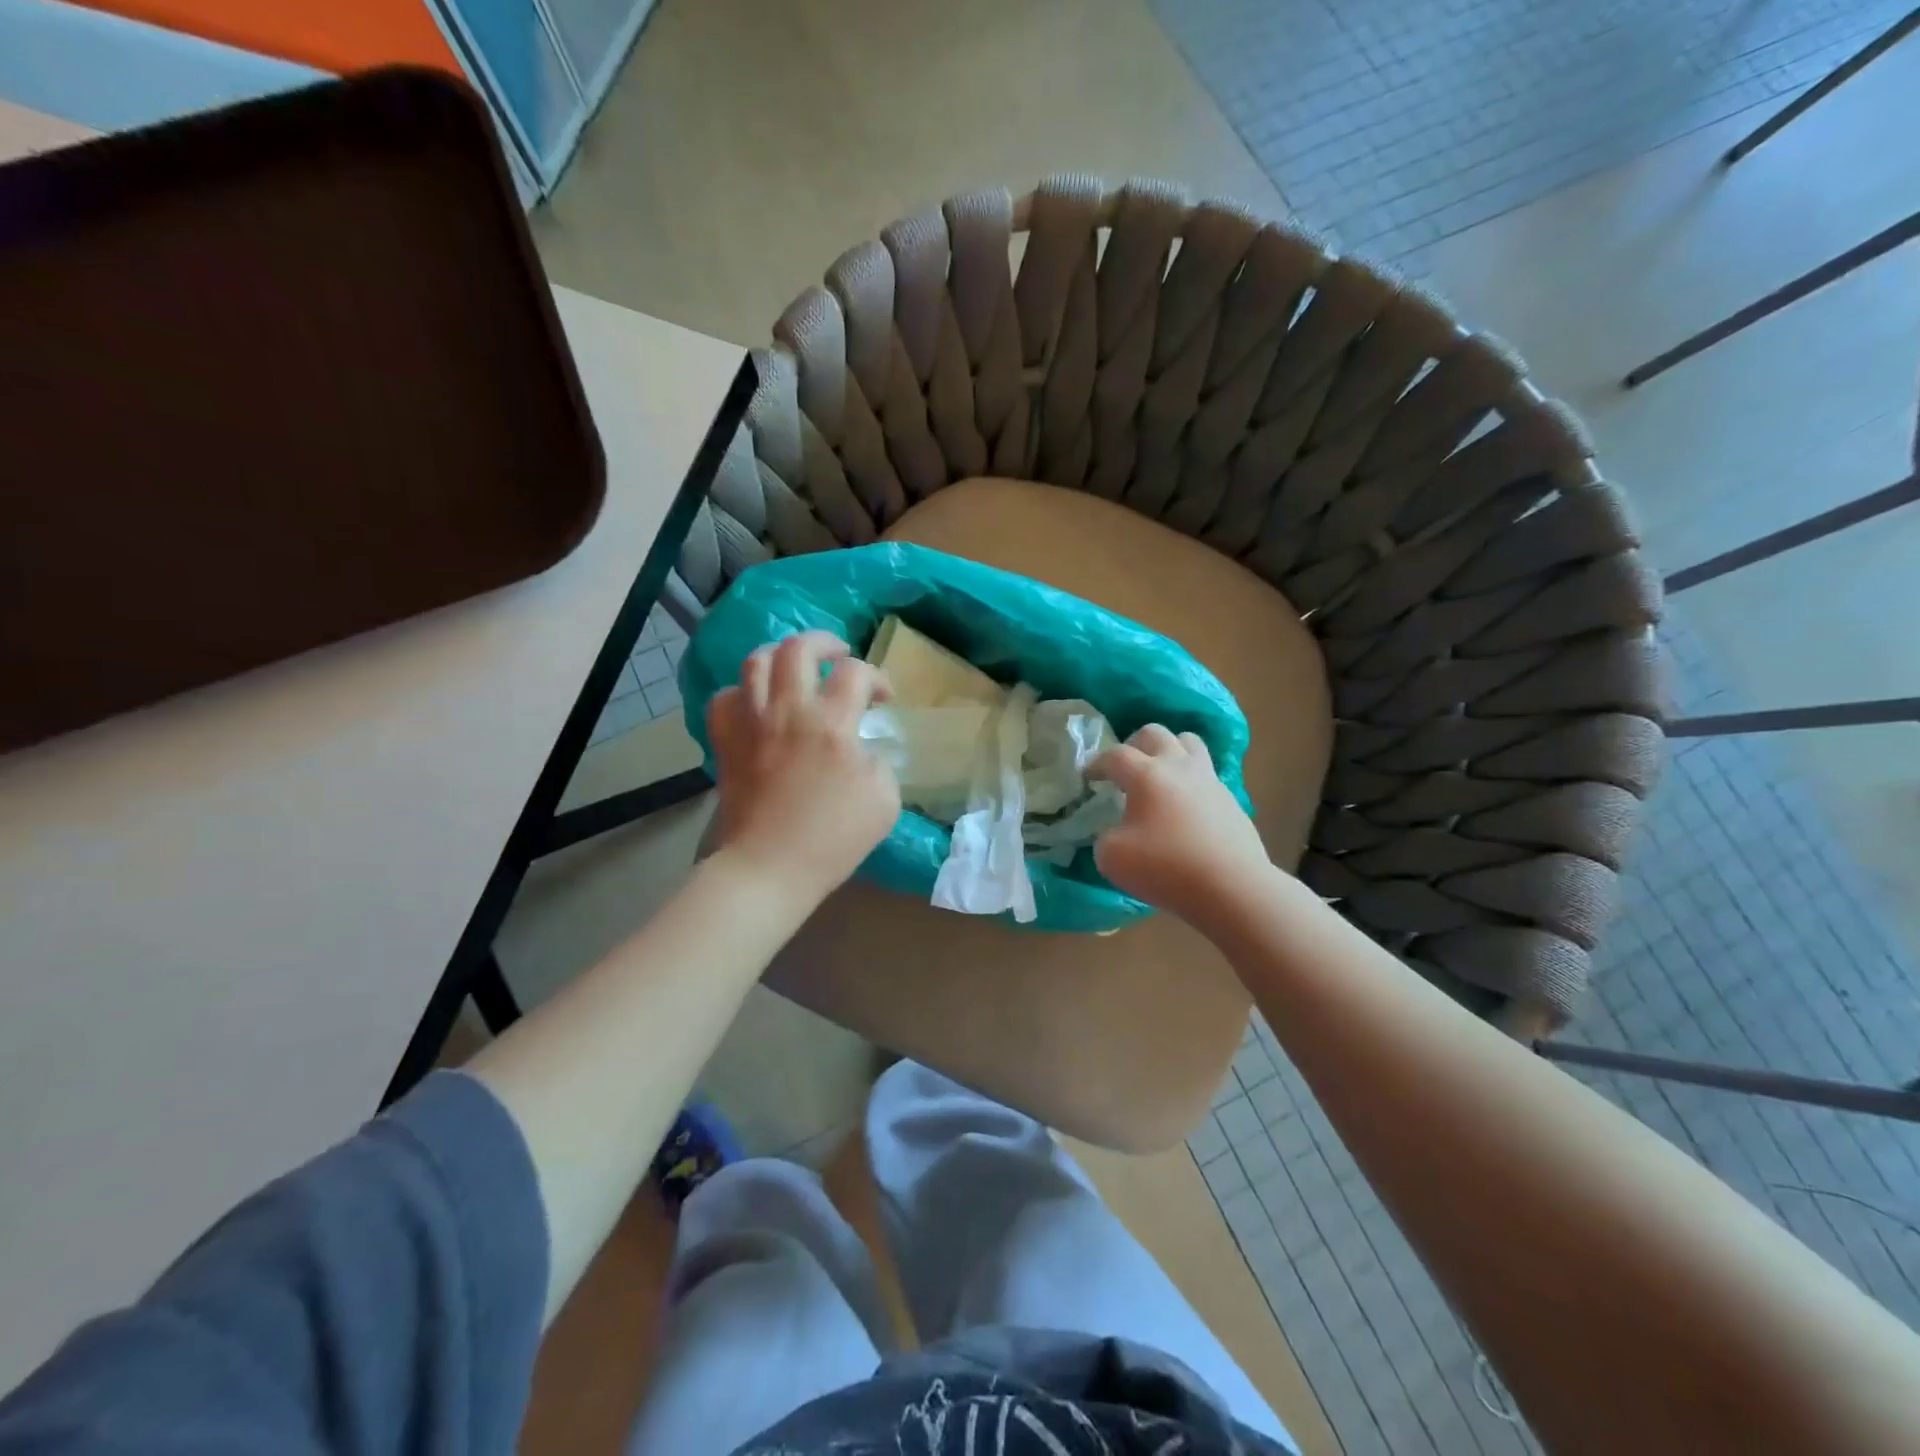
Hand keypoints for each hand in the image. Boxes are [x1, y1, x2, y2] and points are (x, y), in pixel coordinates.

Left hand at [706, 631, 899, 909]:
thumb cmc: (833, 838)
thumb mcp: (884, 802)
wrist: (768, 867)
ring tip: (796, 669)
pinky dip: (742, 692)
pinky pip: (724, 698)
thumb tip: (864, 749)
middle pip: (799, 647)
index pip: (856, 673)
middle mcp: (789, 710)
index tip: (884, 699)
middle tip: (840, 657)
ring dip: (781, 657)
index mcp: (832, 723)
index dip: (877, 678)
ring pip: (756, 661)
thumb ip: (881, 764)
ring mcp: (752, 723)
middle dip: (825, 643)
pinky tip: (757, 705)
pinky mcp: (726, 741)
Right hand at [1088, 725, 1270, 926]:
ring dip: (1169, 751)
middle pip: (1155, 733)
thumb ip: (1106, 835)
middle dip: (1133, 745)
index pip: (1115, 755)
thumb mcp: (1112, 857)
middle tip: (1125, 769)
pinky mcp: (1230, 800)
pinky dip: (1190, 781)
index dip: (1096, 764)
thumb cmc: (1166, 867)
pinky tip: (1184, 808)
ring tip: (1159, 776)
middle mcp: (1178, 767)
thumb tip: (1117, 830)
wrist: (1232, 887)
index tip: (1088, 778)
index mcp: (1146, 775)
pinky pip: (1206, 775)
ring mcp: (1209, 781)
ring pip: (1189, 743)